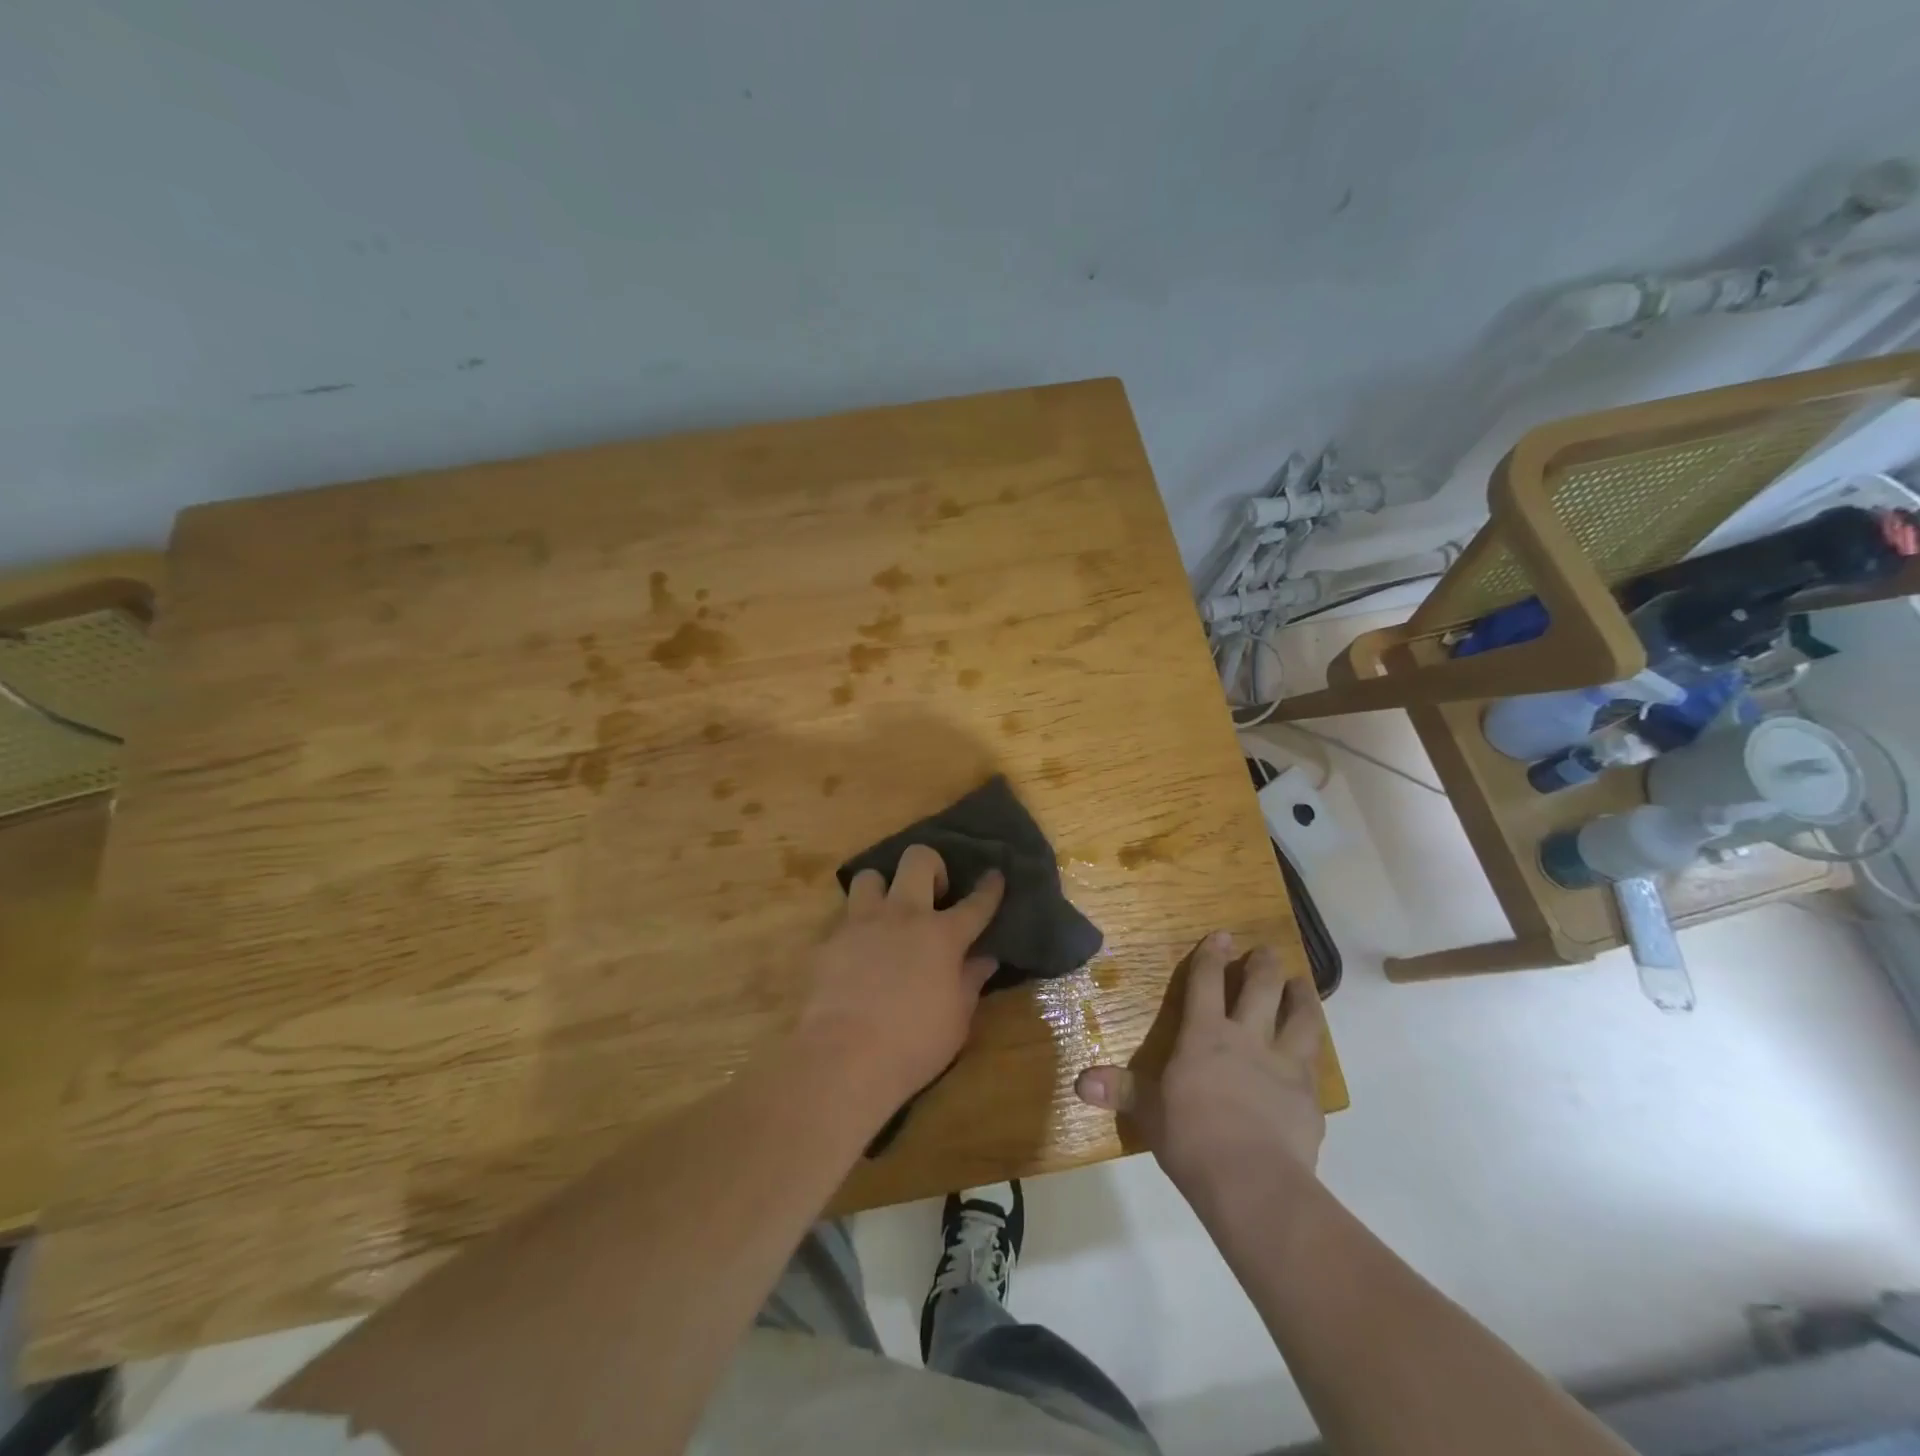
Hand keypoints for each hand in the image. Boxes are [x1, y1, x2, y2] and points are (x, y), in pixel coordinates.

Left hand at [791, 845, 1004, 1114]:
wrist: (844, 1057)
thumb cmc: (913, 1044)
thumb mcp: (957, 1019)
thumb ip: (971, 981)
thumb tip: (986, 958)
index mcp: (942, 935)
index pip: (975, 903)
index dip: (989, 888)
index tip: (995, 874)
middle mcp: (903, 915)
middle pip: (918, 859)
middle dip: (931, 866)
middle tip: (933, 893)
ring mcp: (862, 923)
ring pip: (870, 876)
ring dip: (883, 889)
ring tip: (887, 914)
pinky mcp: (829, 939)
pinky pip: (844, 917)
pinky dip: (856, 927)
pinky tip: (858, 950)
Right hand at [1075, 931, 1325, 1212]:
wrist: (1252, 1181)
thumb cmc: (1191, 1138)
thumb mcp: (1148, 1112)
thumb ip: (1120, 1091)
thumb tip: (1080, 1082)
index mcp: (1205, 1035)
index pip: (1206, 982)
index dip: (1212, 956)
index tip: (1222, 935)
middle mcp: (1247, 1038)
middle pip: (1261, 989)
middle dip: (1265, 965)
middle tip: (1268, 951)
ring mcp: (1283, 1064)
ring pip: (1301, 1018)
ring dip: (1302, 997)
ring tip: (1302, 984)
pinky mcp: (1309, 1096)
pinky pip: (1315, 1063)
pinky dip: (1314, 1050)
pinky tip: (1314, 1052)